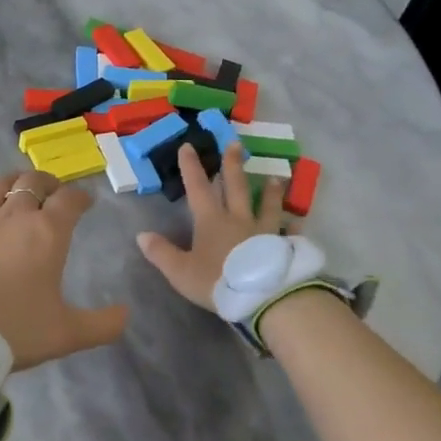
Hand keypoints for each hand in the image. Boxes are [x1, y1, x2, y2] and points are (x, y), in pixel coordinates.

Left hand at [0, 171, 128, 369]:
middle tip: (53, 192)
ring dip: (14, 182)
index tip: (85, 203)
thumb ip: (103, 324)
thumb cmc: (14, 332)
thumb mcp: (67, 335)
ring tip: (19, 187)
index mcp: (47, 234)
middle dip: (48, 183)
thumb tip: (126, 313)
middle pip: (33, 183)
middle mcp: (14, 217)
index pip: (70, 200)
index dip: (81, 198)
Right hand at [136, 142, 288, 310]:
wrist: (260, 296)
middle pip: (236, 187)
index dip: (191, 167)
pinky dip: (293, 227)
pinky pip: (288, 233)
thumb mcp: (180, 271)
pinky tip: (299, 222)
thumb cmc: (217, 281)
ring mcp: (264, 231)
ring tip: (275, 177)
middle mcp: (238, 219)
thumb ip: (161, 252)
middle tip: (235, 144)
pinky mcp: (282, 246)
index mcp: (211, 221)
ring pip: (267, 205)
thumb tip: (142, 235)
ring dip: (270, 191)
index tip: (188, 146)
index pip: (198, 188)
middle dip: (232, 165)